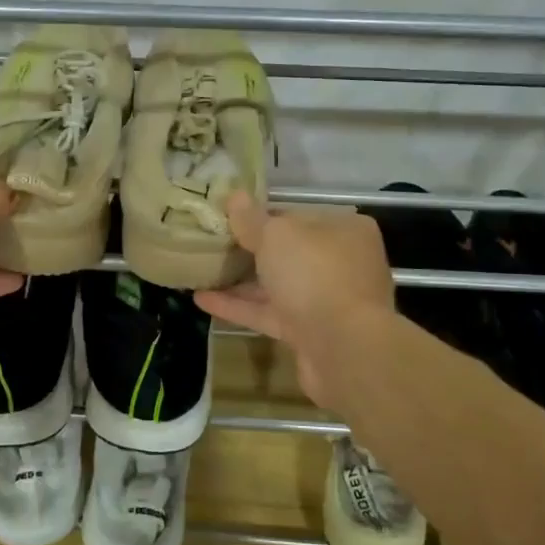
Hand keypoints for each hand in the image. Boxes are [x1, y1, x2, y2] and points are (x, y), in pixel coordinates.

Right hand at [194, 191, 393, 408]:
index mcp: (344, 230)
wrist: (343, 348)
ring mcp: (327, 300)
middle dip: (250, 250)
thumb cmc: (314, 274)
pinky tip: (202, 300)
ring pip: (278, 285)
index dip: (262, 216)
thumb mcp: (277, 236)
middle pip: (288, 252)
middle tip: (211, 244)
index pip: (297, 216)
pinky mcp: (310, 332)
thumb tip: (234, 196)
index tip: (228, 218)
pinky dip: (240, 307)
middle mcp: (341, 263)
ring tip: (200, 271)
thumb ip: (252, 219)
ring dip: (241, 280)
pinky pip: (270, 313)